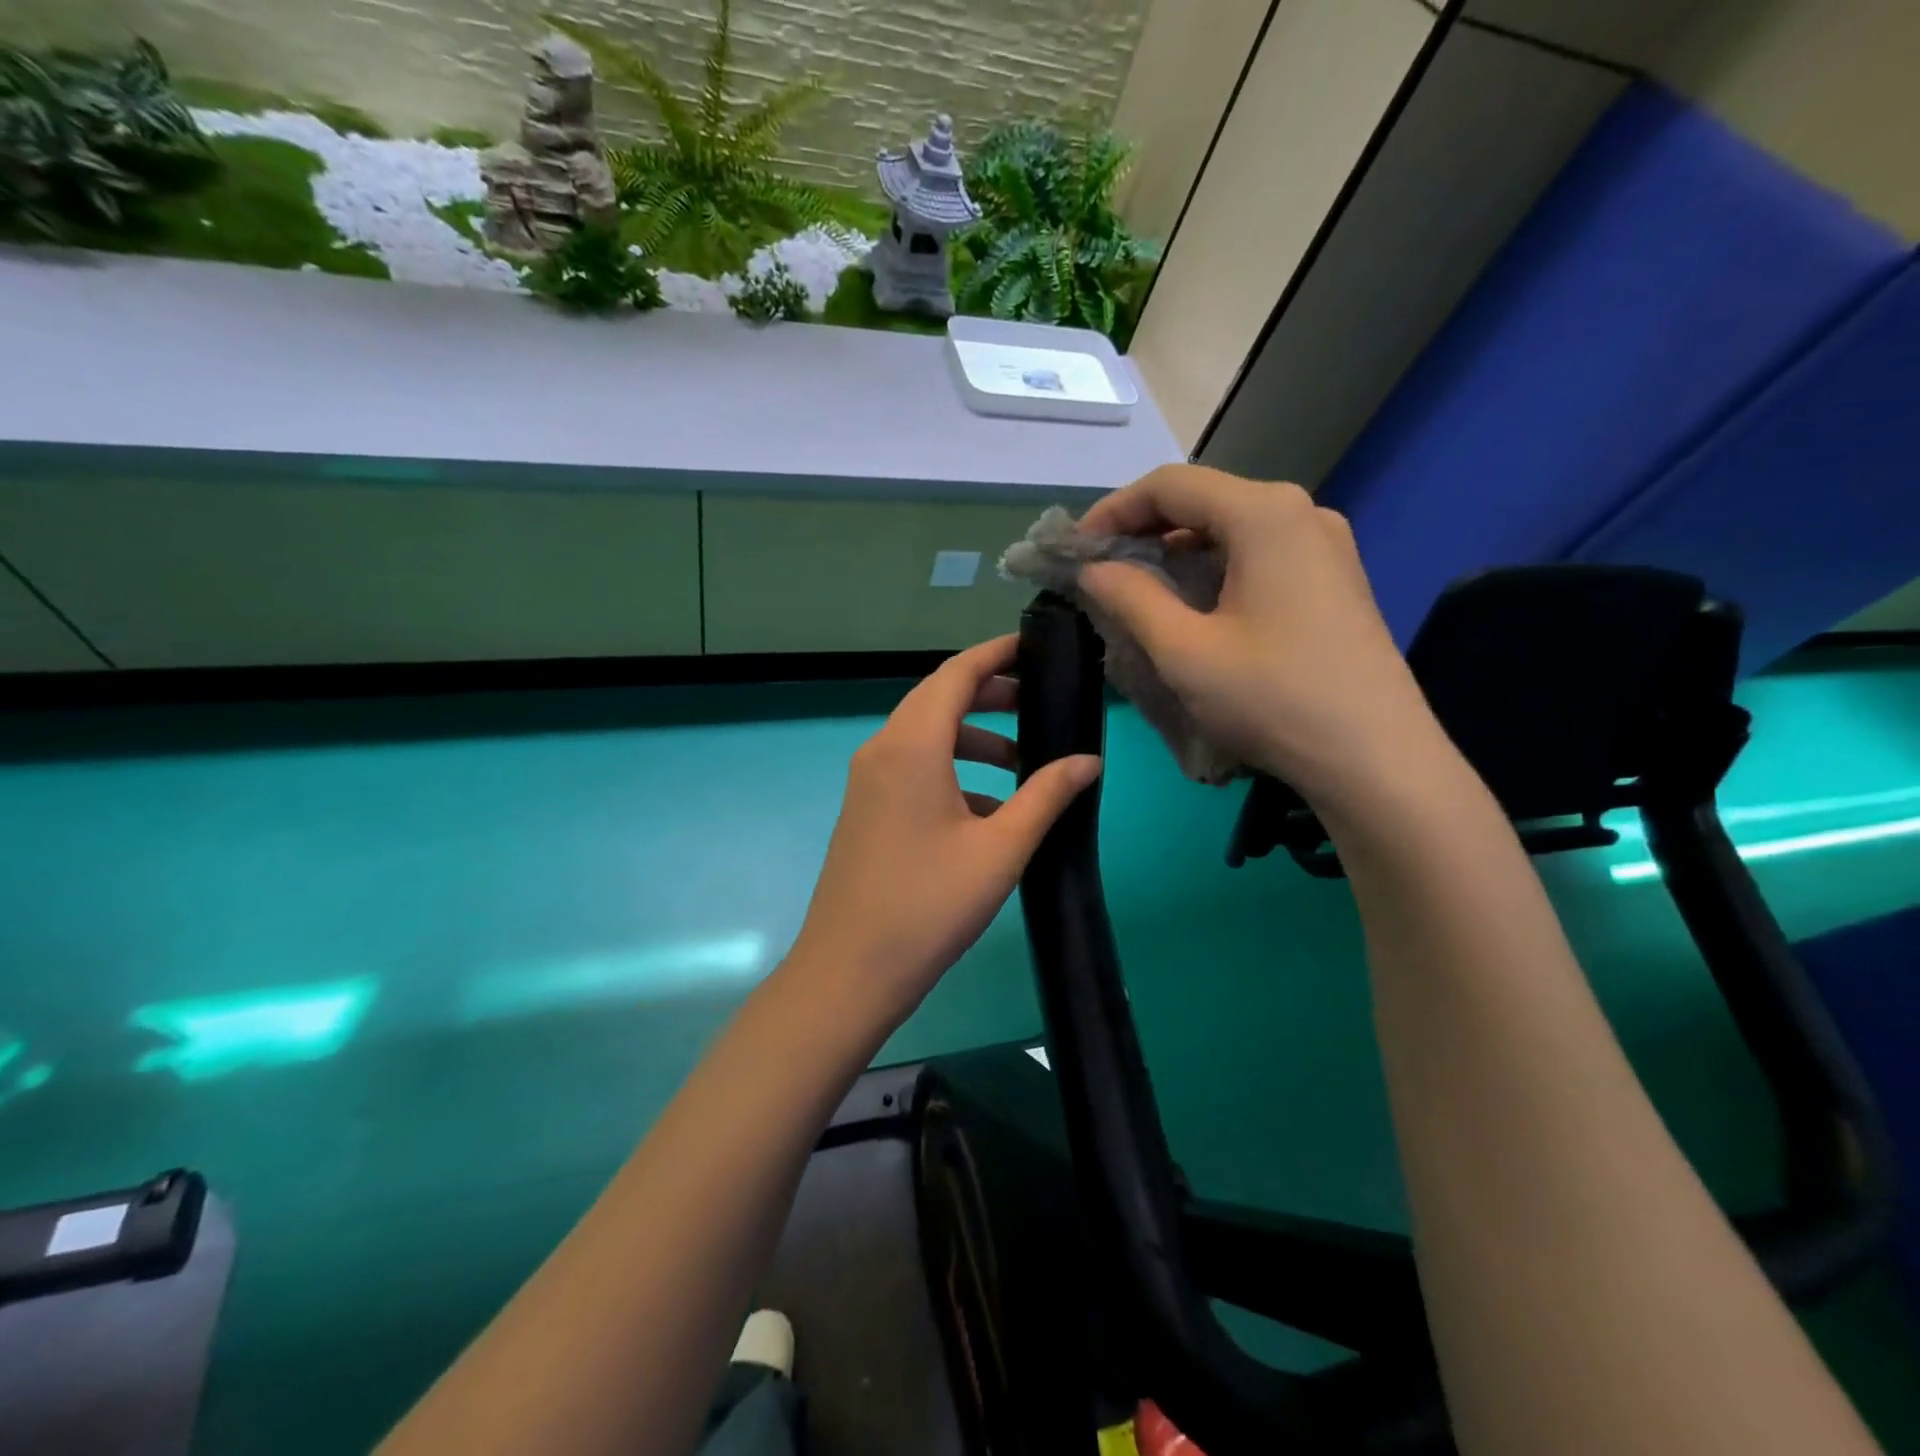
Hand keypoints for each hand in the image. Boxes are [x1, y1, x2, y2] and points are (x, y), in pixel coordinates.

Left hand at [790, 635, 1102, 1025]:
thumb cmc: (930, 906)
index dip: (996, 653)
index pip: (956, 674)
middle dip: (990, 693)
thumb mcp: (1001, 849)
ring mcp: (867, 780)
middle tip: (1039, 703)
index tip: (1036, 648)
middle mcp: (882, 749)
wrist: (850, 970)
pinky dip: (951, 769)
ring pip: (925, 735)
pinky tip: (987, 808)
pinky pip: (912, 767)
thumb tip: (1088, 761)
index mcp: (911, 746)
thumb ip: (1046, 796)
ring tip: (1022, 763)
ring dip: (973, 737)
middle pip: (938, 698)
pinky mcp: (865, 808)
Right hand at [1078, 464, 1444, 817]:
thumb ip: (1130, 597)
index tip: (1076, 549)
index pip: (1170, 485)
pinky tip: (1192, 605)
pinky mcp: (1335, 578)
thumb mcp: (1184, 650)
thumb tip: (1093, 568)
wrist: (1375, 759)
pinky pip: (1260, 554)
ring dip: (1177, 551)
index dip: (1113, 510)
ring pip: (1232, 528)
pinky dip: (1214, 568)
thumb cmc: (1273, 698)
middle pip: (1204, 500)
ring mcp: (1325, 545)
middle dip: (1143, 530)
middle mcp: (1301, 512)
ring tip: (1137, 590)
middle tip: (1099, 571)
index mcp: (1265, 513)